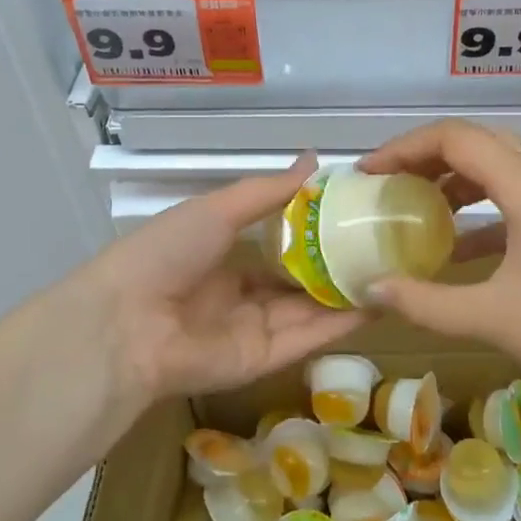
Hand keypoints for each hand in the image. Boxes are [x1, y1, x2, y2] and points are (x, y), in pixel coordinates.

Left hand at [81, 153, 365, 403]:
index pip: (275, 246)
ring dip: (346, 295)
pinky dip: (340, 324)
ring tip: (392, 274)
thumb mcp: (219, 209)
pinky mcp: (261, 361)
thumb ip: (268, 191)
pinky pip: (306, 339)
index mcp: (220, 257)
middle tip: (383, 248)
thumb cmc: (167, 252)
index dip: (312, 233)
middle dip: (335, 268)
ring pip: (308, 312)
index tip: (354, 215)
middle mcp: (238, 295)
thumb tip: (314, 160)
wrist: (128, 322)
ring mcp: (250, 330)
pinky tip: (377, 304)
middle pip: (296, 282)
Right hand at [357, 121, 520, 395]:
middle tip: (388, 184)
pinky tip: (458, 247)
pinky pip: (515, 197)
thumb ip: (425, 302)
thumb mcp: (493, 317)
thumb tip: (371, 289)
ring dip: (454, 179)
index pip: (454, 137)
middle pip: (476, 142)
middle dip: (425, 157)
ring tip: (416, 207)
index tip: (369, 175)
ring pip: (498, 166)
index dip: (404, 148)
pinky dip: (480, 209)